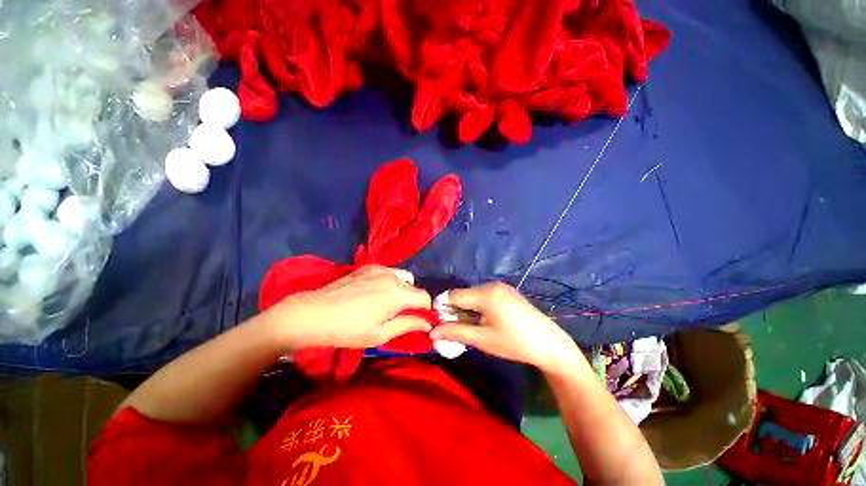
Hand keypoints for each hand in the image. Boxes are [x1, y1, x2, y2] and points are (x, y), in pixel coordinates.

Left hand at [266, 265, 432, 350]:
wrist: (313, 314)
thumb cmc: (348, 330)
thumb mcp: (380, 334)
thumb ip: (408, 324)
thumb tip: (428, 323)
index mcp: (398, 293)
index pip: (425, 297)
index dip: (424, 309)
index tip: (417, 320)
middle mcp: (393, 276)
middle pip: (414, 285)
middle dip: (412, 298)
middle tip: (398, 313)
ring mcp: (379, 269)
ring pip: (402, 276)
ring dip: (401, 288)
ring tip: (386, 302)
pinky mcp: (367, 267)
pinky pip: (388, 272)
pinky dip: (389, 281)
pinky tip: (373, 292)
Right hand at [430, 283, 583, 371]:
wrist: (549, 344)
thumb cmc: (514, 343)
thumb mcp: (482, 340)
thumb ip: (456, 332)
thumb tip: (432, 332)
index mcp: (485, 294)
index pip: (453, 295)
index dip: (444, 308)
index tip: (442, 324)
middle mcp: (491, 285)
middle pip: (463, 294)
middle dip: (456, 310)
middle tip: (458, 329)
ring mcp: (501, 287)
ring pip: (473, 295)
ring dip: (467, 309)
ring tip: (472, 327)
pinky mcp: (507, 291)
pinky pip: (485, 295)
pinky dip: (478, 306)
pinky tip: (485, 320)